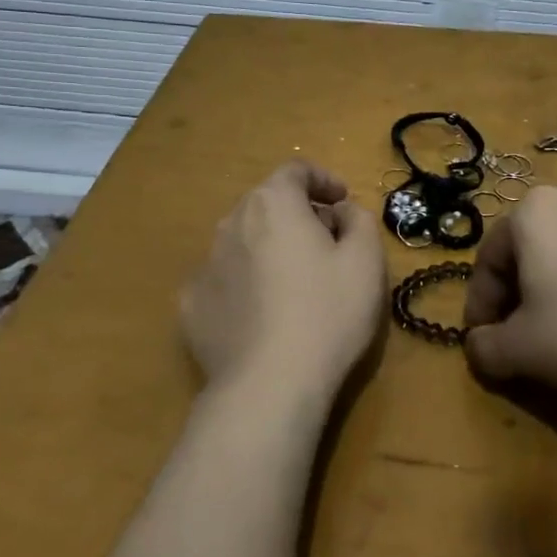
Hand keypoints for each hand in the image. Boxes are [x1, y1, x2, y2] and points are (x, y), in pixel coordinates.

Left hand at [180, 160, 385, 400]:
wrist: (269, 385)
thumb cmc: (328, 312)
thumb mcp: (366, 260)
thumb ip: (359, 220)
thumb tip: (340, 212)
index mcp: (273, 204)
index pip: (295, 171)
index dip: (323, 180)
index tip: (342, 201)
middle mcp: (231, 224)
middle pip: (266, 204)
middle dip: (297, 214)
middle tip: (326, 242)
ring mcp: (204, 266)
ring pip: (242, 242)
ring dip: (268, 248)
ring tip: (294, 282)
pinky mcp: (190, 308)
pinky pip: (224, 282)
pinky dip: (244, 285)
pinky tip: (262, 316)